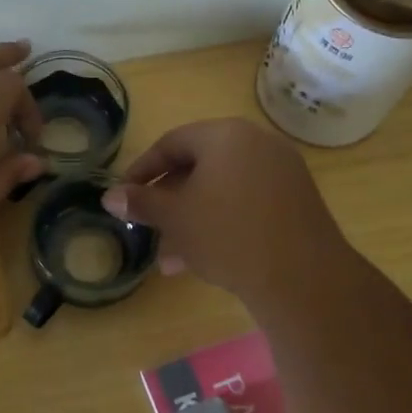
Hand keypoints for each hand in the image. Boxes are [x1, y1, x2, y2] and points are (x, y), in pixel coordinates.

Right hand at [102, 119, 346, 302]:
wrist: (302, 277)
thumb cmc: (228, 235)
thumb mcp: (176, 218)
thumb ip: (141, 202)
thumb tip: (109, 196)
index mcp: (225, 135)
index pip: (171, 143)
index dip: (142, 170)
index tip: (124, 196)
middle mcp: (257, 143)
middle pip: (199, 167)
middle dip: (169, 203)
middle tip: (148, 229)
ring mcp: (282, 171)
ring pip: (222, 191)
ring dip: (192, 221)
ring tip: (172, 260)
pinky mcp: (297, 200)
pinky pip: (247, 203)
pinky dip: (222, 223)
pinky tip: (206, 261)